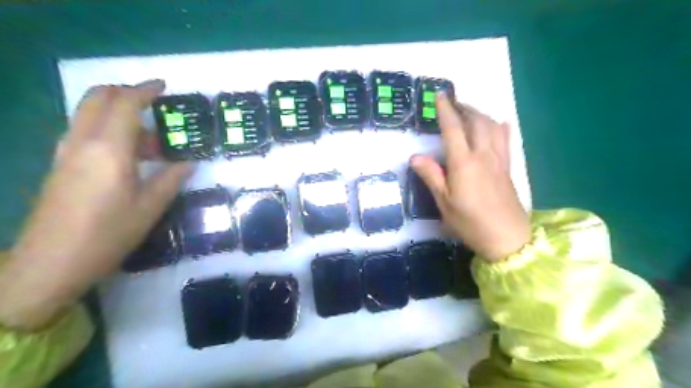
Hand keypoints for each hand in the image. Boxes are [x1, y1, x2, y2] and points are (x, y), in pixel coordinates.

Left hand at [1, 80, 190, 328]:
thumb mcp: (151, 207)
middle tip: (154, 105)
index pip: (125, 104)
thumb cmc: (108, 234)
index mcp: (109, 150)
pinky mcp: (60, 164)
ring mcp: (66, 152)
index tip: (164, 87)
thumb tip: (189, 162)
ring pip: (89, 114)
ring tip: (151, 142)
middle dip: (126, 93)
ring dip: (119, 115)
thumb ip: (172, 179)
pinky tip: (129, 156)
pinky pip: (84, 131)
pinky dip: (108, 130)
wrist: (51, 262)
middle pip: (98, 98)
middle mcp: (82, 142)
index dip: (145, 91)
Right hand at [409, 94, 529, 261]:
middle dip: (464, 108)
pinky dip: (501, 128)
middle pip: (476, 122)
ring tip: (470, 112)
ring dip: (480, 114)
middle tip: (453, 103)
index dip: (445, 110)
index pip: (453, 129)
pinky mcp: (507, 168)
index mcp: (463, 163)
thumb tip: (415, 157)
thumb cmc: (470, 222)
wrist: (507, 237)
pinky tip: (500, 123)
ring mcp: (498, 160)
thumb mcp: (444, 202)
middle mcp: (483, 155)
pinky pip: (506, 140)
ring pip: (492, 127)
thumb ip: (431, 176)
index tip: (440, 95)